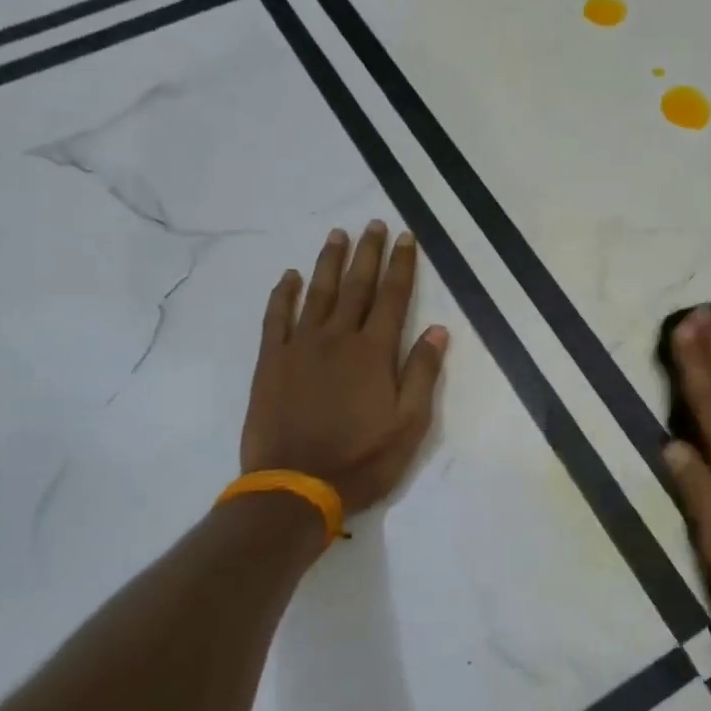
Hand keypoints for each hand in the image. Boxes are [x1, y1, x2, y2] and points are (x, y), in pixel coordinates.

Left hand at [241, 221, 449, 516]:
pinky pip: (276, 317)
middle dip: (368, 253)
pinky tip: (289, 276)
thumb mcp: (409, 424)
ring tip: (337, 235)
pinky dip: (283, 294)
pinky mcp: (272, 362)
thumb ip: (422, 374)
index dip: (402, 265)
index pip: (393, 297)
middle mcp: (338, 338)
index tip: (406, 237)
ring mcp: (301, 347)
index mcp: (374, 352)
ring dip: (328, 262)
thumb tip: (439, 330)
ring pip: (317, 293)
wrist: (296, 486)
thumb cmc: (362, 459)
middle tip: (373, 224)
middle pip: (356, 286)